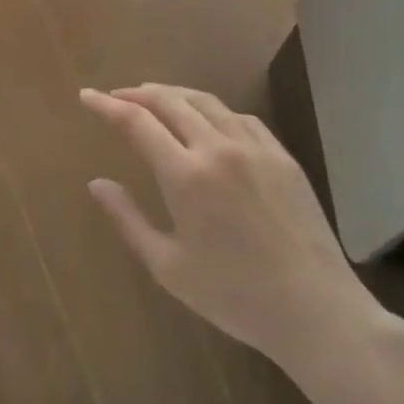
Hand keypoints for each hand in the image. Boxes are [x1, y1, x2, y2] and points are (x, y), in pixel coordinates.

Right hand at [80, 85, 387, 378]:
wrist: (316, 310)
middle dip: (137, 94)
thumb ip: (128, 219)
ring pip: (206, 102)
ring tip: (155, 98)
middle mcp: (218, 149)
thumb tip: (97, 184)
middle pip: (170, 101)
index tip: (87, 96)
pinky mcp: (282, 157)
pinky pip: (240, 117)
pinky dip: (212, 109)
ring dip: (174, 94)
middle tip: (117, 97)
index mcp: (185, 175)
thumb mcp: (168, 266)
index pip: (136, 122)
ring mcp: (255, 148)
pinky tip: (207, 119)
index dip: (107, 105)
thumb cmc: (233, 295)